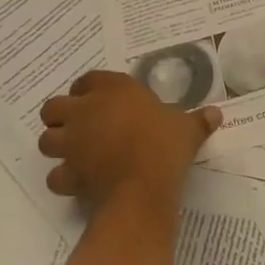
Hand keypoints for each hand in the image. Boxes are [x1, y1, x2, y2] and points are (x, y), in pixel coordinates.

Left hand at [38, 70, 222, 211]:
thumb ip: (198, 120)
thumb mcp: (187, 129)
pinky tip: (77, 183)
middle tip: (80, 128)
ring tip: (74, 154)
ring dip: (56, 146)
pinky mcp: (69, 172)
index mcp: (113, 90)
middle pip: (53, 107)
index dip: (88, 90)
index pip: (87, 80)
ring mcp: (73, 142)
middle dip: (61, 116)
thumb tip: (217, 113)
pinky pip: (55, 175)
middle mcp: (86, 110)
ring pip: (46, 140)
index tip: (99, 101)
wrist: (143, 185)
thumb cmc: (165, 145)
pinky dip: (63, 179)